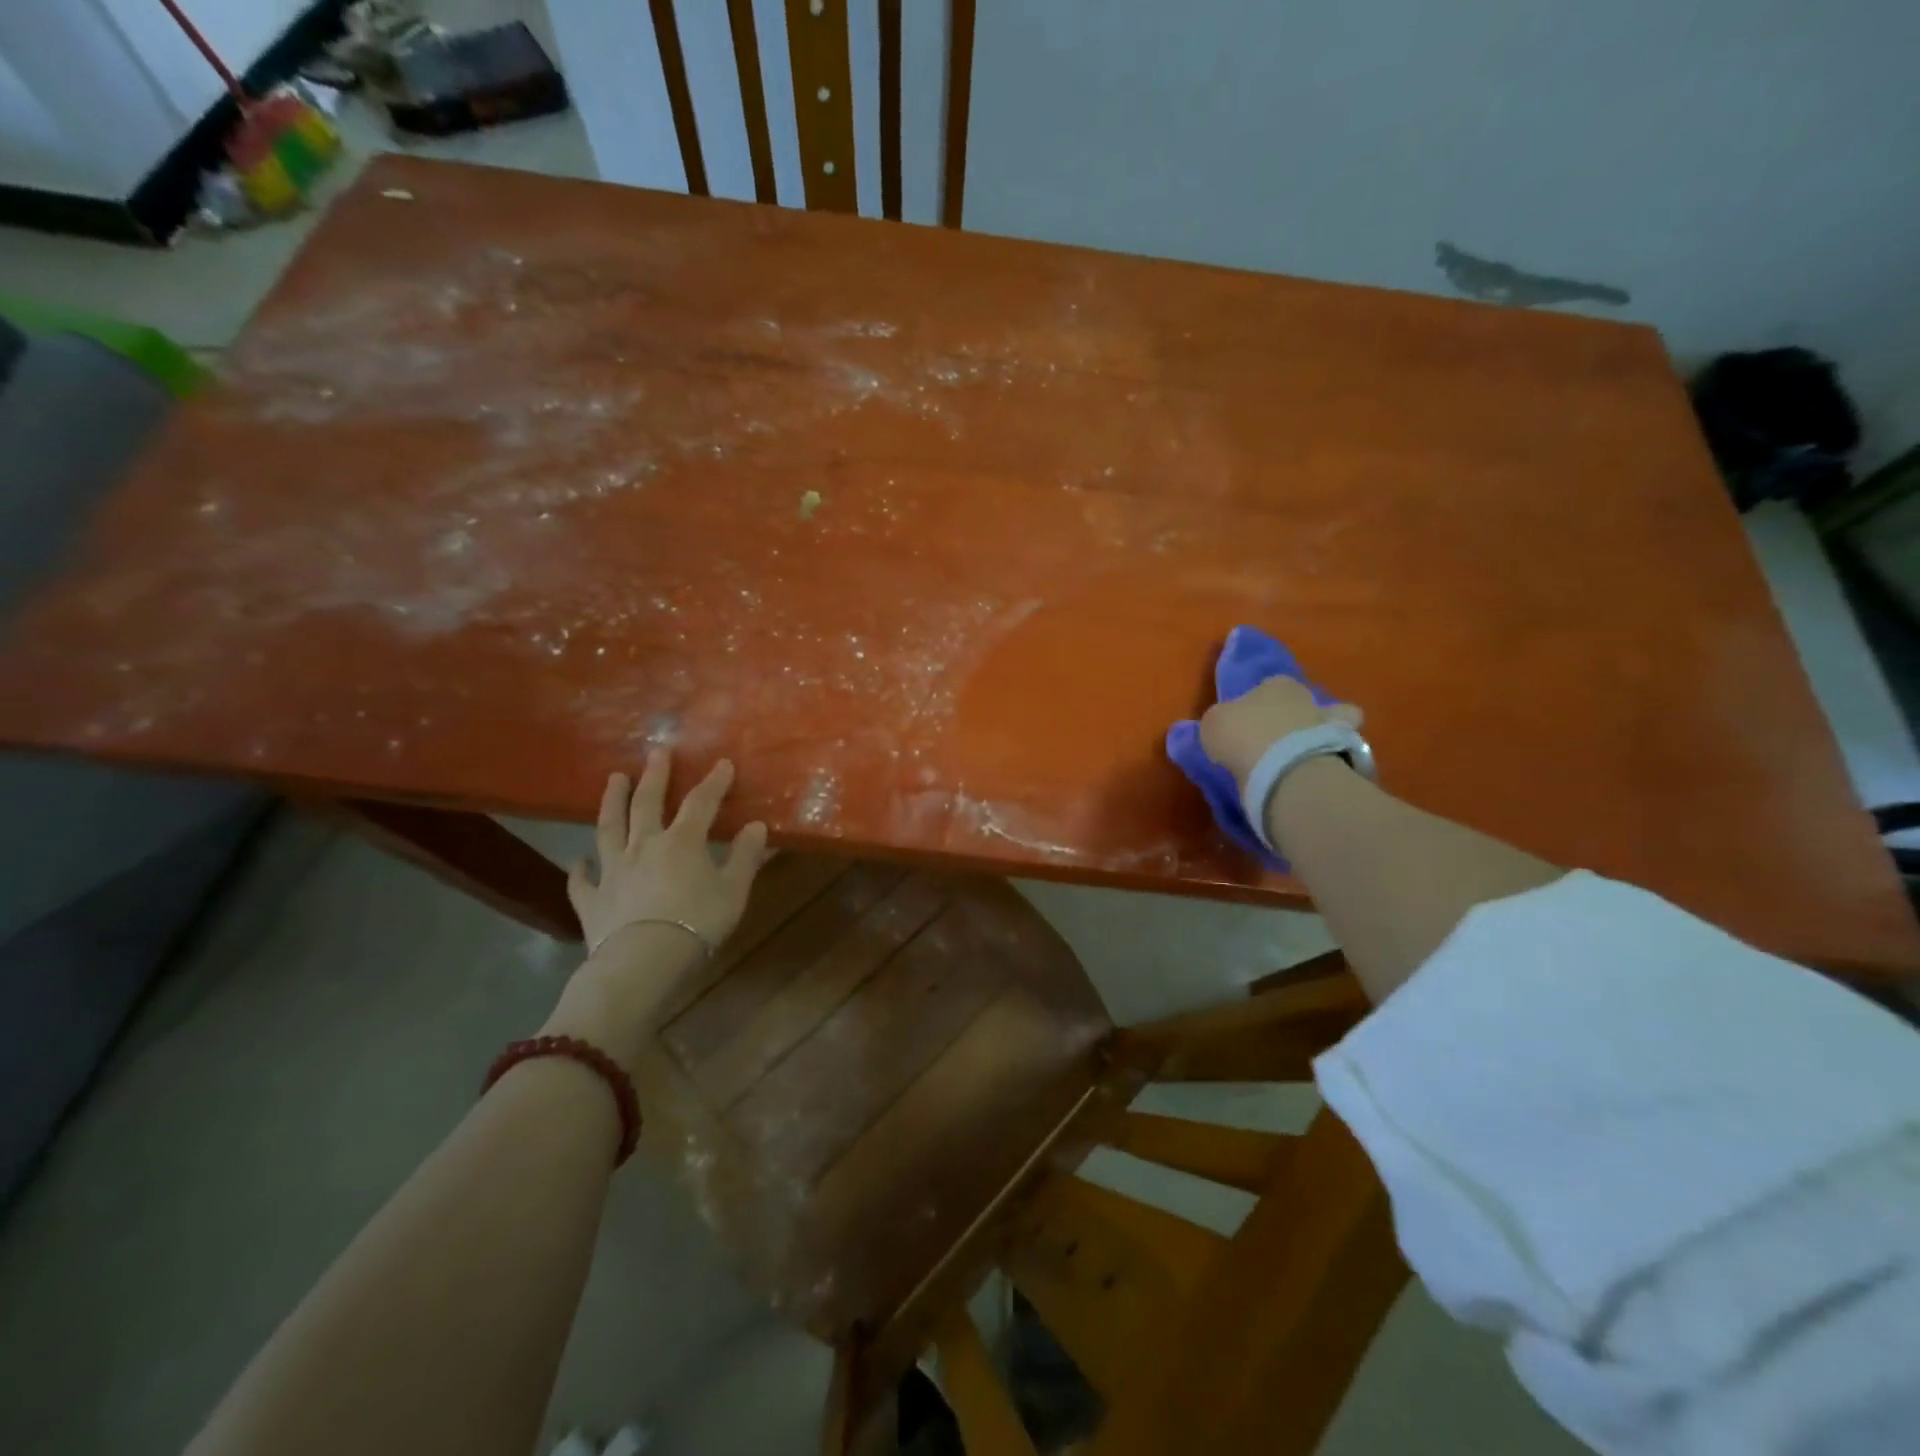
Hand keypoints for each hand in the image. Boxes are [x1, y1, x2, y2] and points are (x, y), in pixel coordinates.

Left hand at [567, 751, 768, 953]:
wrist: (643, 962)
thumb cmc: (697, 924)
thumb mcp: (733, 891)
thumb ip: (745, 857)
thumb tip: (756, 826)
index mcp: (682, 842)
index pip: (701, 803)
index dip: (714, 782)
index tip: (723, 764)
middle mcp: (643, 846)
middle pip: (647, 804)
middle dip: (655, 776)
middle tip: (656, 752)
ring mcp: (613, 872)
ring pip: (609, 829)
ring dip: (611, 803)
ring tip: (613, 780)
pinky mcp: (592, 901)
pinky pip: (582, 881)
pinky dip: (580, 870)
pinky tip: (579, 861)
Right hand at [1198, 677, 1363, 789]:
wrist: (1285, 769)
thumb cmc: (1242, 736)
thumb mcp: (1213, 724)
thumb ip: (1220, 721)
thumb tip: (1224, 728)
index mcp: (1275, 684)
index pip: (1269, 686)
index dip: (1258, 703)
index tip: (1248, 722)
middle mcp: (1308, 697)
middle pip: (1302, 702)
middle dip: (1294, 716)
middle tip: (1276, 740)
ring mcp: (1332, 724)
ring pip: (1335, 720)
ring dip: (1322, 733)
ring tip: (1304, 756)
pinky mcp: (1347, 753)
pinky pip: (1342, 752)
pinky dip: (1334, 758)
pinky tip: (1317, 771)